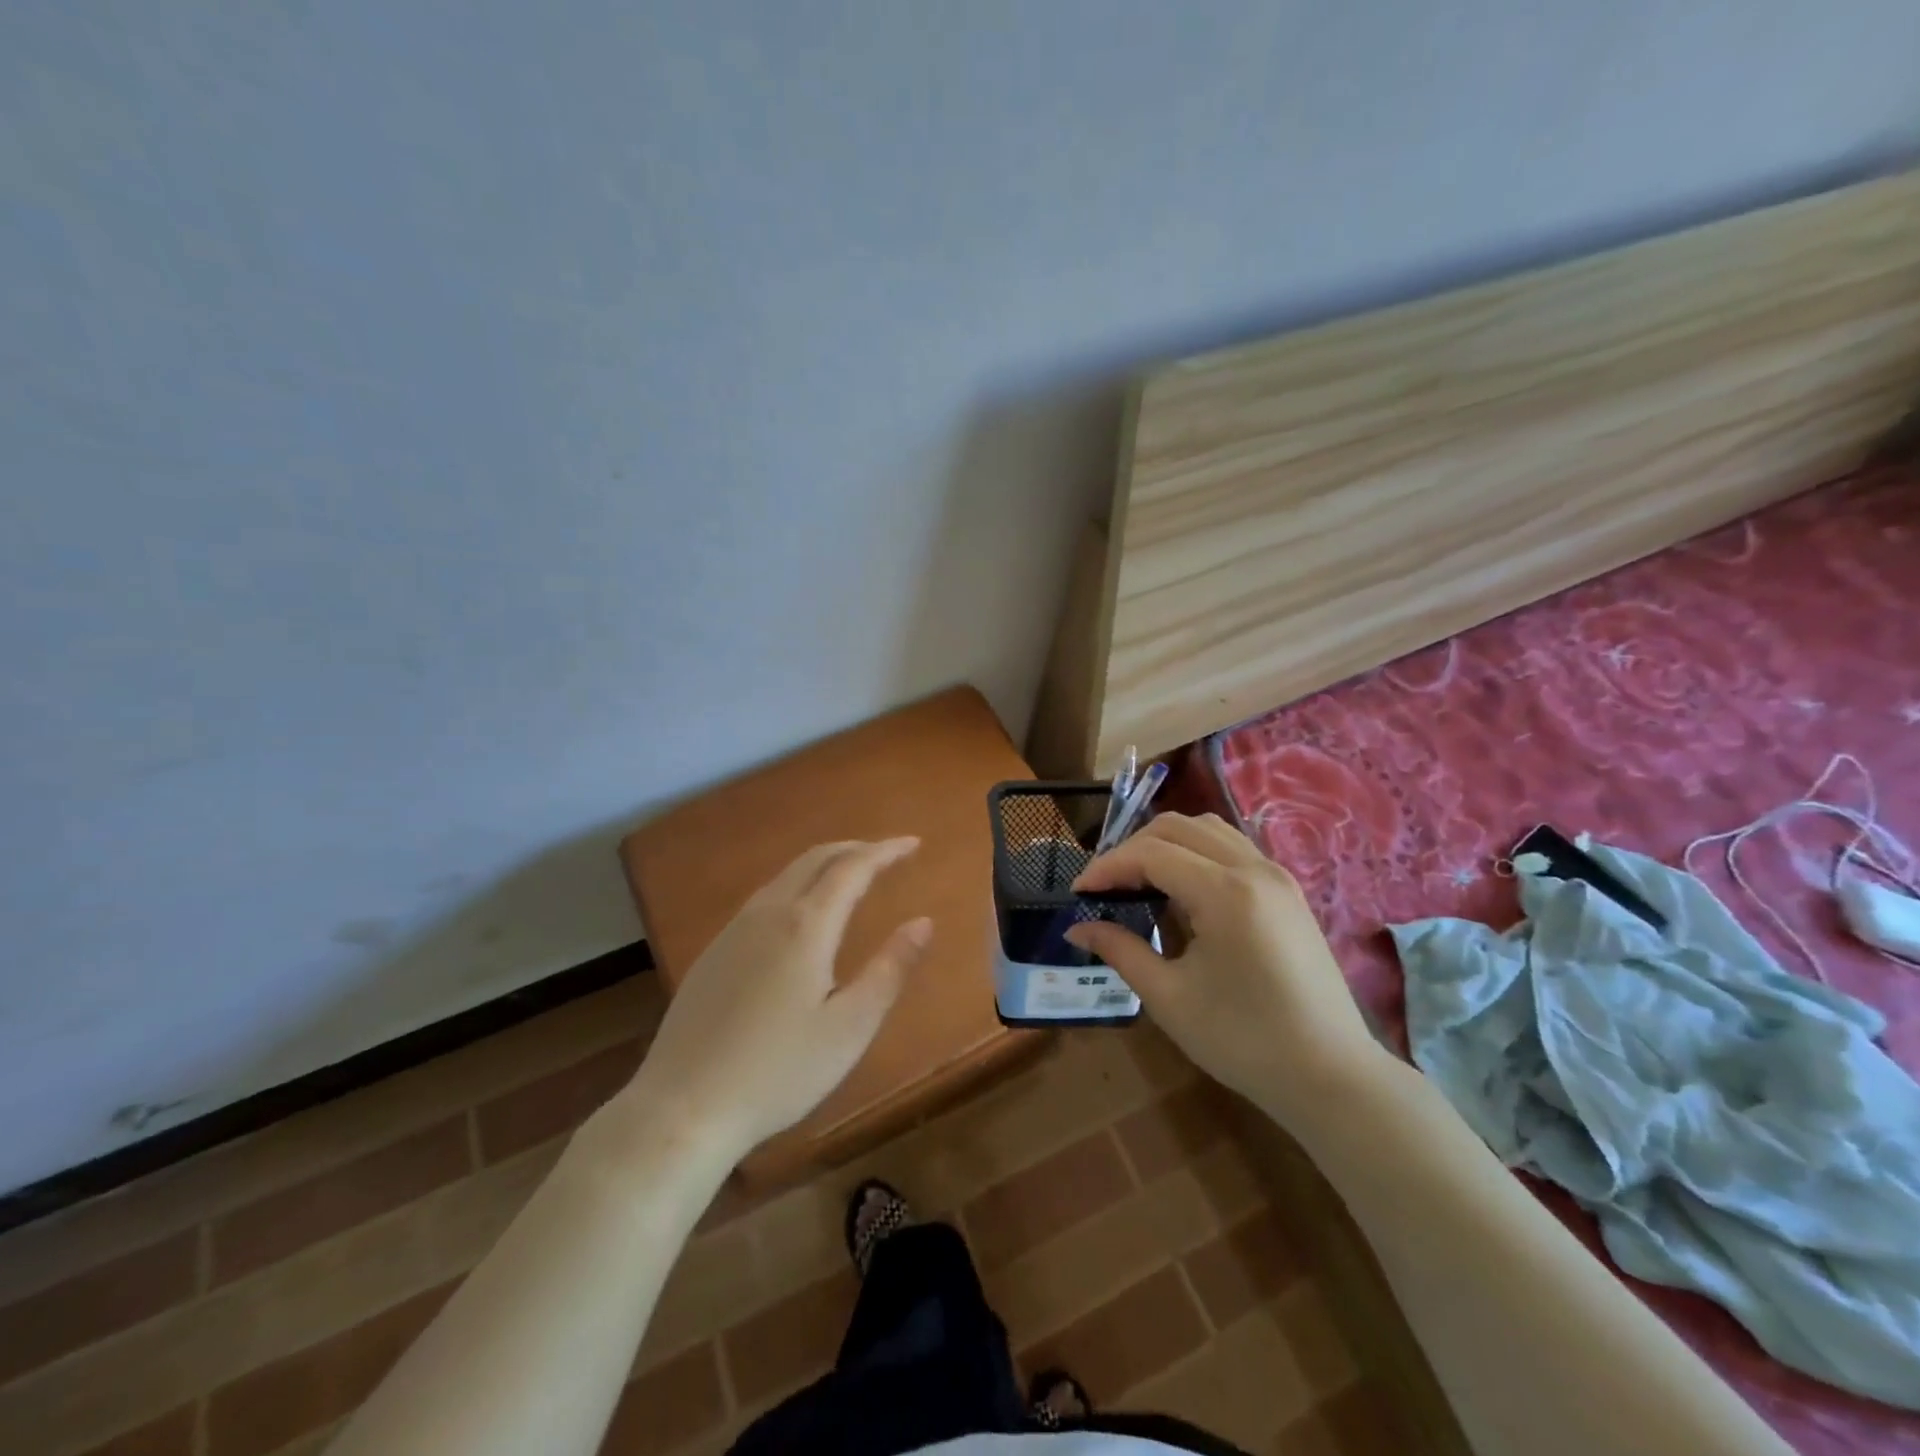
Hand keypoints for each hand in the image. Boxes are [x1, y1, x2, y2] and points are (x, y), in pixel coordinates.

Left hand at [624, 838, 931, 1157]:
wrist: (682, 1108)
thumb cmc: (778, 1072)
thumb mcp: (850, 1027)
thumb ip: (890, 969)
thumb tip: (923, 922)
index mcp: (805, 926)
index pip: (852, 868)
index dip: (885, 851)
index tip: (913, 843)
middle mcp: (767, 914)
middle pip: (814, 860)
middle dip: (854, 849)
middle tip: (887, 854)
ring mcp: (733, 931)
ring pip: (785, 876)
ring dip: (823, 865)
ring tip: (850, 876)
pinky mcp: (713, 953)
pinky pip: (764, 899)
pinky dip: (796, 886)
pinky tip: (800, 916)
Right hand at [1066, 813, 1388, 1123]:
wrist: (1331, 1075)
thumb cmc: (1243, 1041)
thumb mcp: (1169, 998)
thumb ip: (1120, 950)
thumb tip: (1077, 929)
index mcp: (1225, 892)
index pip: (1150, 854)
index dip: (1107, 867)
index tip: (1078, 892)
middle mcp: (1253, 868)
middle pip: (1176, 827)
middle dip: (1131, 849)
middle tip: (1104, 886)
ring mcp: (1276, 874)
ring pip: (1206, 828)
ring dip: (1164, 843)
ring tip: (1138, 880)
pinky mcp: (1287, 889)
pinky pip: (1231, 846)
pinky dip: (1195, 851)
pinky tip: (1181, 888)